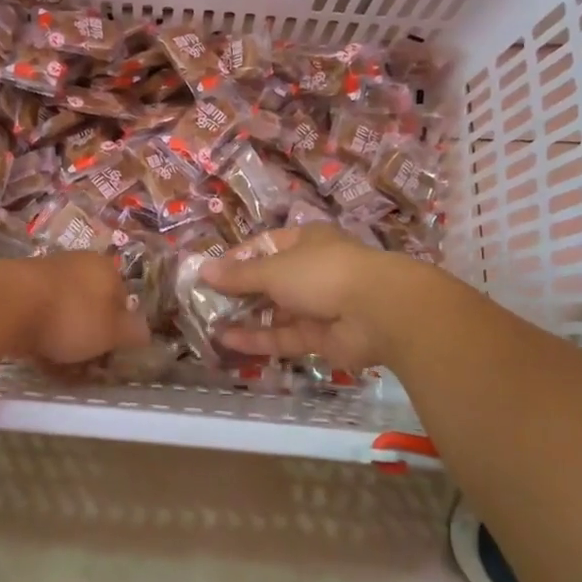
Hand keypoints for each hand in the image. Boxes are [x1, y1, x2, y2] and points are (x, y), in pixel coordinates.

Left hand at [0, 253, 152, 365]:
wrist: (5, 303)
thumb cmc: (71, 316)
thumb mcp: (112, 332)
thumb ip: (132, 332)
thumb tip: (143, 332)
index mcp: (105, 267)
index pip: (123, 299)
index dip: (119, 329)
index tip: (110, 353)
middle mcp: (76, 263)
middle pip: (91, 304)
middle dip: (89, 332)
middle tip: (85, 362)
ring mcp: (44, 272)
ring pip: (63, 310)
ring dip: (63, 335)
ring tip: (57, 363)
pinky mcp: (16, 286)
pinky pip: (37, 314)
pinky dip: (39, 332)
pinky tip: (34, 353)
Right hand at [199, 224, 435, 370]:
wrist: (378, 311)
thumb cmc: (322, 273)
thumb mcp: (274, 269)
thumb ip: (239, 275)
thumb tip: (204, 269)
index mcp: (306, 241)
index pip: (265, 245)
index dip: (238, 258)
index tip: (210, 272)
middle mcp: (312, 270)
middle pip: (269, 280)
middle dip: (239, 291)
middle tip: (204, 302)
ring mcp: (318, 305)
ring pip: (275, 311)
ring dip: (245, 317)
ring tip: (209, 323)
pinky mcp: (320, 338)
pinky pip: (283, 336)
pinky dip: (257, 338)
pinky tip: (227, 340)